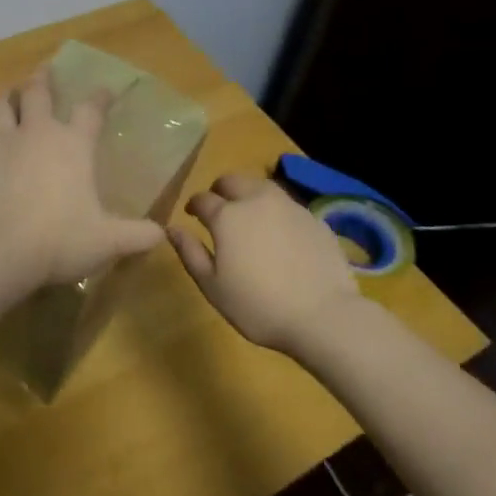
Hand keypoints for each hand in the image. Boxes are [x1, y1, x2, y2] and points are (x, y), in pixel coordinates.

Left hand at [0, 68, 164, 289]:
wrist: (2, 253)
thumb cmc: (61, 241)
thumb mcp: (108, 241)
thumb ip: (137, 235)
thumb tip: (161, 235)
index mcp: (74, 145)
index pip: (91, 110)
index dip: (100, 97)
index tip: (105, 90)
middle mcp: (37, 134)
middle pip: (37, 93)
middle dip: (42, 79)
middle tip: (43, 72)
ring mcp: (2, 143)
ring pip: (1, 106)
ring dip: (6, 96)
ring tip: (8, 92)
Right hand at [168, 173, 356, 350]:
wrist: (323, 315)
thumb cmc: (258, 306)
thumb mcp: (212, 286)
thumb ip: (190, 253)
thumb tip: (172, 228)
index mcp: (227, 216)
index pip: (202, 199)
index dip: (194, 205)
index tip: (192, 215)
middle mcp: (257, 200)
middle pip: (232, 181)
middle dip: (220, 191)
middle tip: (218, 210)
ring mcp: (289, 206)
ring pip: (262, 186)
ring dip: (249, 194)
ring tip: (249, 216)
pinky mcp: (314, 218)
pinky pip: (287, 205)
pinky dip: (275, 211)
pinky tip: (279, 233)